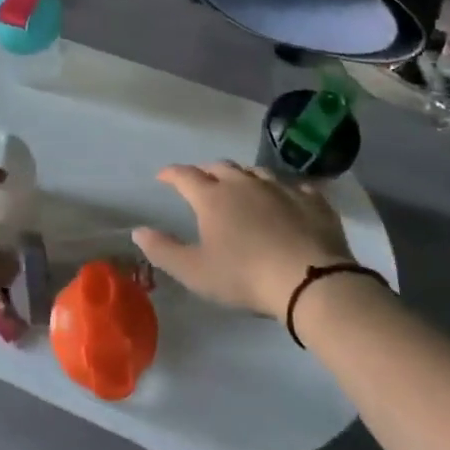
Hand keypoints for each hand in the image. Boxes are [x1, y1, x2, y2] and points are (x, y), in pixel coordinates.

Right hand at [134, 162, 355, 320]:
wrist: (311, 282)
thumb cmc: (245, 277)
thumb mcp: (195, 272)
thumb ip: (163, 250)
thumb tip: (137, 230)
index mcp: (212, 197)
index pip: (184, 175)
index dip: (171, 174)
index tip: (162, 177)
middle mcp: (243, 184)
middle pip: (219, 167)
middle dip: (206, 171)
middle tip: (201, 181)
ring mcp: (280, 188)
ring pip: (256, 172)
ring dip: (243, 177)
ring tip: (241, 187)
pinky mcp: (312, 201)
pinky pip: (294, 187)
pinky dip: (283, 191)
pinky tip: (286, 200)